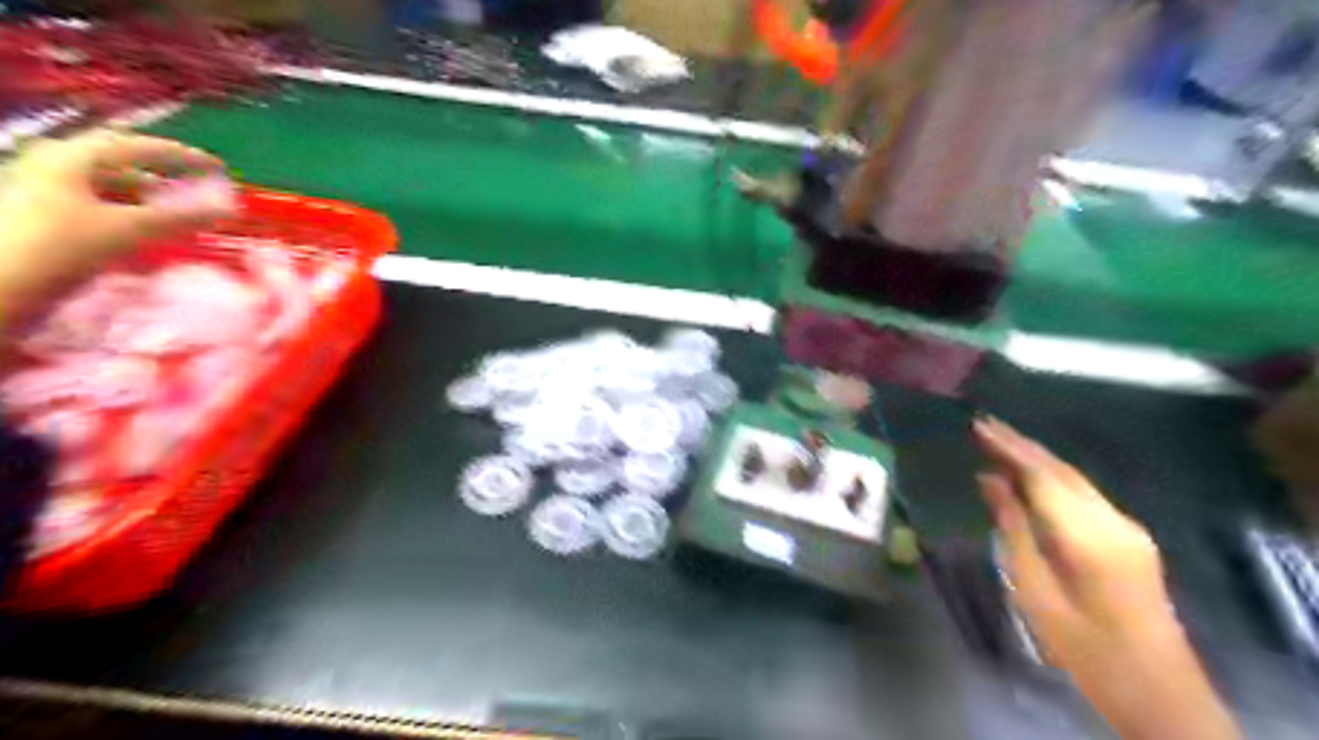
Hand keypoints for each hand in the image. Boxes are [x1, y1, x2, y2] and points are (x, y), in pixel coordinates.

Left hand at [0, 128, 228, 324]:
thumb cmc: (59, 245)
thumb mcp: (128, 229)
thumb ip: (180, 218)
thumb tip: (226, 210)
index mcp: (71, 156)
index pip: (138, 147)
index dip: (182, 156)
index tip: (217, 168)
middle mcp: (53, 163)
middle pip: (119, 163)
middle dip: (162, 176)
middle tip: (197, 189)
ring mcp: (42, 187)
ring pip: (107, 185)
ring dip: (146, 197)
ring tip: (177, 215)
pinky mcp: (39, 212)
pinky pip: (95, 203)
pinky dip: (127, 211)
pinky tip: (144, 229)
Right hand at [965, 416, 1236, 739]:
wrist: (1159, 693)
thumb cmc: (1085, 648)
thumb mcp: (1035, 590)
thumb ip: (1014, 529)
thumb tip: (991, 480)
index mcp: (1089, 536)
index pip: (1043, 475)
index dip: (1009, 448)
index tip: (978, 426)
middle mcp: (1114, 522)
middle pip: (1062, 471)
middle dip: (1022, 445)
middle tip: (983, 425)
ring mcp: (1129, 530)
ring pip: (1076, 481)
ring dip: (1038, 459)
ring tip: (999, 442)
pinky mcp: (1132, 541)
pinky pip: (1085, 496)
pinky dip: (1054, 479)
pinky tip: (1032, 477)